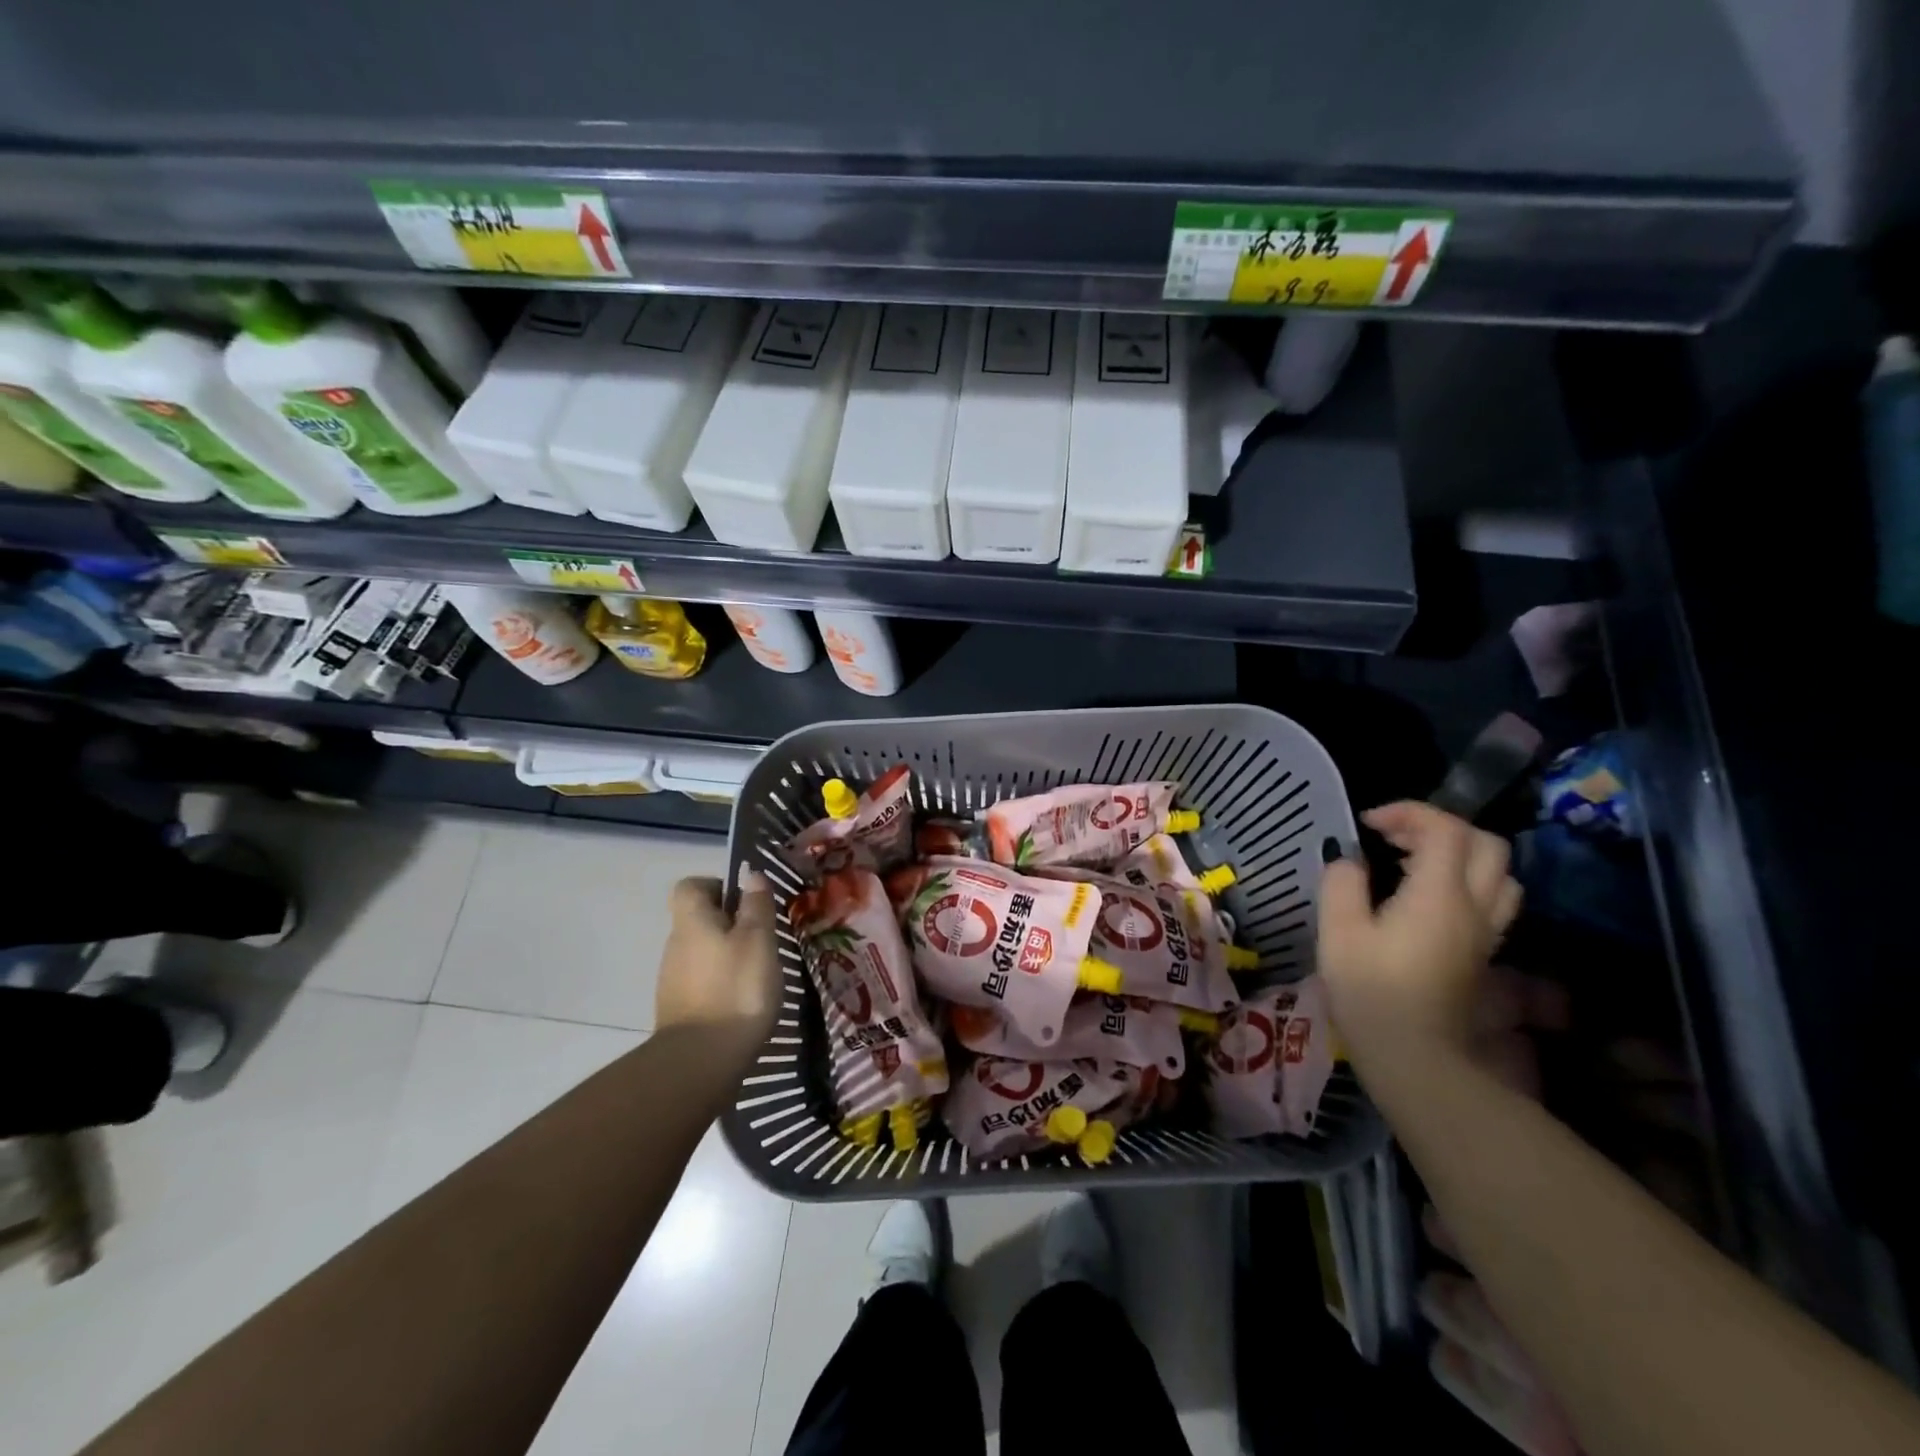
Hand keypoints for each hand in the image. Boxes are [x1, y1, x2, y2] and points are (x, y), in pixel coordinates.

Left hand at [655, 872, 780, 1051]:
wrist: (701, 1061)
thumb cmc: (736, 989)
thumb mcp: (758, 940)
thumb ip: (756, 905)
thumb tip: (751, 874)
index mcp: (692, 921)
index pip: (690, 886)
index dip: (717, 885)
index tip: (745, 901)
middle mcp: (675, 945)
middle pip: (698, 919)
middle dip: (729, 923)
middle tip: (763, 938)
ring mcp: (672, 979)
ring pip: (701, 951)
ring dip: (726, 955)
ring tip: (758, 972)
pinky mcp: (678, 1009)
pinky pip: (701, 981)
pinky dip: (720, 983)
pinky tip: (743, 1000)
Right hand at [1318, 802, 1522, 1070]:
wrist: (1416, 1058)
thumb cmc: (1371, 993)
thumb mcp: (1338, 933)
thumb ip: (1342, 884)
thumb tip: (1349, 861)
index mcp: (1439, 895)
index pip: (1445, 829)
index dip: (1408, 813)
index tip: (1368, 823)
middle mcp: (1474, 907)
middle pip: (1486, 844)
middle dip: (1440, 827)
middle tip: (1396, 837)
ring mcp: (1486, 933)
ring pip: (1499, 873)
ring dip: (1459, 854)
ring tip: (1414, 861)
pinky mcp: (1483, 954)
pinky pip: (1492, 899)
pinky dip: (1464, 881)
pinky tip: (1426, 896)